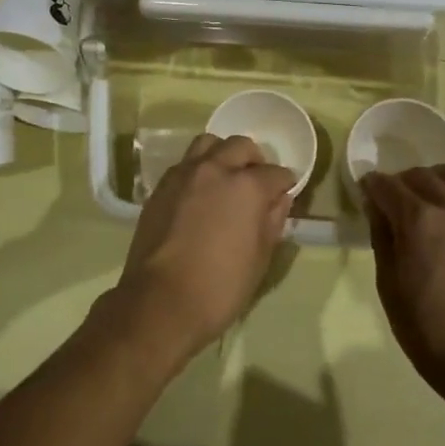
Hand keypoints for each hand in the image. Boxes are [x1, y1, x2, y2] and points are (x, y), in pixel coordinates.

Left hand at [110, 134, 296, 362]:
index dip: (284, 185)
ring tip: (226, 178)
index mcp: (247, 186)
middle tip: (257, 183)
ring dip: (223, 155)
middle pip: (242, 146)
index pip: (276, 173)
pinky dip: (198, 169)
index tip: (284, 195)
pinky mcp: (161, 187)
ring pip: (209, 144)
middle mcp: (216, 169)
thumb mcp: (260, 259)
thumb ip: (273, 221)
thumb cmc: (220, 286)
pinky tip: (200, 193)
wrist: (160, 301)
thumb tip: (280, 199)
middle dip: (255, 161)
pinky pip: (185, 163)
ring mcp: (184, 174)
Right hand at [361, 164, 444, 402]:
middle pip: (422, 176)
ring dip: (442, 178)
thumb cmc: (425, 328)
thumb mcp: (388, 284)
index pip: (387, 186)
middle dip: (402, 182)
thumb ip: (382, 237)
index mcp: (418, 219)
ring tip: (435, 194)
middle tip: (395, 200)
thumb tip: (377, 207)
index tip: (367, 192)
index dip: (372, 186)